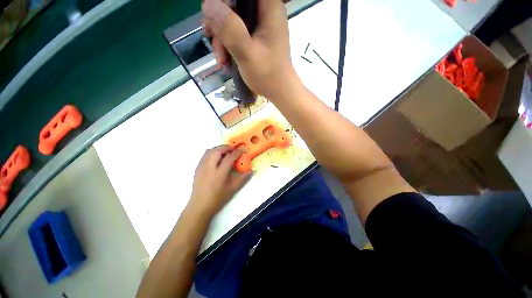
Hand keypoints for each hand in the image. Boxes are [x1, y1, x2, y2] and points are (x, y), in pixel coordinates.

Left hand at [188, 145, 251, 216]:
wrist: (199, 206)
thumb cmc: (217, 198)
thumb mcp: (232, 189)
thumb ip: (242, 178)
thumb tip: (251, 170)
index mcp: (219, 173)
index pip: (229, 158)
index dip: (237, 152)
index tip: (243, 150)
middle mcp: (209, 167)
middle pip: (217, 151)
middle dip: (226, 147)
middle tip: (233, 149)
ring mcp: (201, 167)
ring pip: (210, 151)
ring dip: (218, 148)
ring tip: (225, 152)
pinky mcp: (197, 168)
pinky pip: (204, 155)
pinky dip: (212, 152)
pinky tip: (216, 158)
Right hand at [202, 0, 298, 99]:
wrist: (278, 91)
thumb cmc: (268, 76)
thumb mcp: (247, 53)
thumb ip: (230, 29)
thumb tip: (208, 4)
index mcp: (269, 8)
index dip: (225, 0)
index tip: (215, 17)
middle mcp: (265, 12)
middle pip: (234, 3)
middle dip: (219, 21)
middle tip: (212, 39)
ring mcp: (260, 26)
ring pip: (233, 19)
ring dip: (221, 38)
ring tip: (221, 59)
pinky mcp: (256, 38)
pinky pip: (236, 32)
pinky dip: (228, 45)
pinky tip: (225, 60)